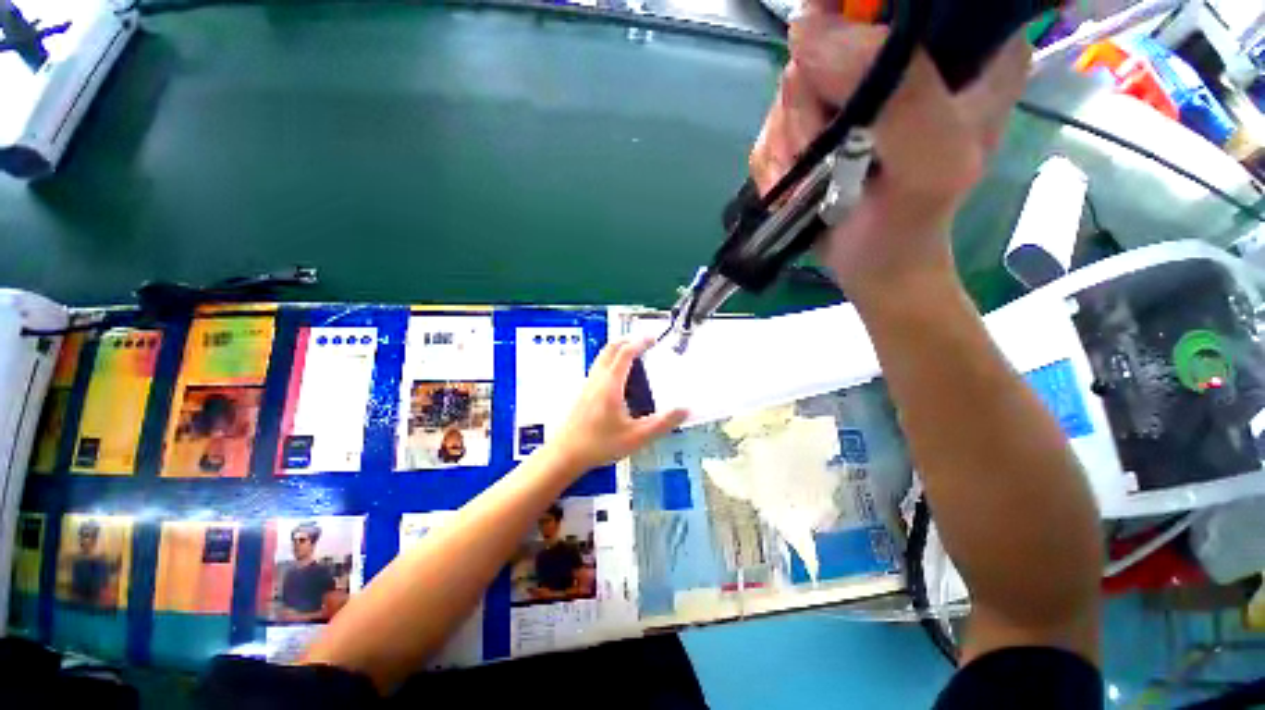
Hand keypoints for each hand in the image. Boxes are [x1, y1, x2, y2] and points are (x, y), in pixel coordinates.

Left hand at [545, 337, 687, 471]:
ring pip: (602, 357)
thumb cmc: (600, 444)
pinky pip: (598, 368)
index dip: (640, 342)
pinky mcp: (583, 393)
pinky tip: (618, 379)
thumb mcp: (637, 437)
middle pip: (610, 349)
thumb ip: (662, 423)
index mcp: (611, 384)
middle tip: (643, 342)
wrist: (565, 454)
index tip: (652, 338)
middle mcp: (597, 379)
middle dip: (627, 341)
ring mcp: (587, 385)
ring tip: (633, 356)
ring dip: (617, 350)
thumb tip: (684, 410)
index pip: (625, 353)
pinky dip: (610, 362)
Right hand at [749, 6, 1029, 302]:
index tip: (830, 68)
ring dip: (790, 142)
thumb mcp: (931, 162)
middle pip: (827, 36)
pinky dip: (775, 162)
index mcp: (962, 45)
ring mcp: (854, 93)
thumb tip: (810, 33)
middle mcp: (906, 57)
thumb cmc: (911, 225)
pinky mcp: (817, 124)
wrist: (874, 267)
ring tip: (811, 180)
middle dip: (811, 103)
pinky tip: (795, 187)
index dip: (851, 16)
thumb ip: (899, 94)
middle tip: (824, 149)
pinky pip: (772, 126)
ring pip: (791, 85)